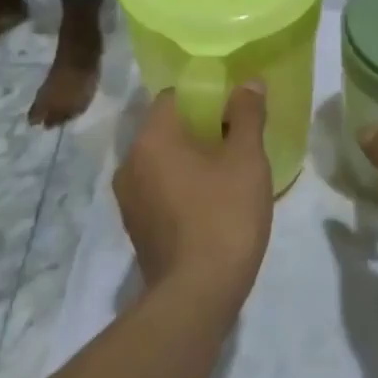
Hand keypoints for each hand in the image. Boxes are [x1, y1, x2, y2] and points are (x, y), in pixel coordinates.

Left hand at [114, 86, 273, 298]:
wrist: (197, 294)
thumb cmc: (224, 216)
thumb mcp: (247, 160)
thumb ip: (247, 115)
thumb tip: (249, 83)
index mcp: (152, 138)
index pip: (173, 97)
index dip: (205, 96)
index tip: (234, 109)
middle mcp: (130, 163)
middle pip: (166, 129)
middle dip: (201, 129)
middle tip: (238, 140)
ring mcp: (128, 199)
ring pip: (163, 162)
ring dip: (191, 160)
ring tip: (228, 172)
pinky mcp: (136, 227)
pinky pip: (160, 190)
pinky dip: (182, 187)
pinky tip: (212, 203)